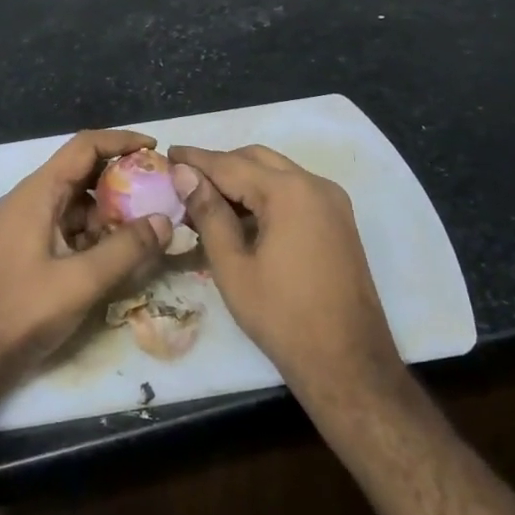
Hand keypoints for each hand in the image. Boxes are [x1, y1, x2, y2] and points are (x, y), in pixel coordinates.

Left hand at [0, 130, 171, 381]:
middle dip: (121, 179)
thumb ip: (126, 249)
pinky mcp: (25, 250)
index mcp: (37, 194)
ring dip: (108, 210)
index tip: (155, 149)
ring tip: (146, 226)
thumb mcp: (81, 281)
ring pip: (74, 204)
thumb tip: (165, 221)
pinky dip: (92, 233)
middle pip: (80, 173)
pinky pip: (65, 228)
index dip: (121, 141)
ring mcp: (24, 226)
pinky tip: (115, 254)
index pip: (84, 147)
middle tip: (158, 192)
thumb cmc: (21, 311)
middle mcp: (29, 201)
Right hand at [169, 144, 407, 407]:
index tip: (167, 152)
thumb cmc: (282, 316)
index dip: (195, 159)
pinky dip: (265, 194)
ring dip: (242, 179)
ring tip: (205, 200)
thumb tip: (184, 173)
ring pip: (277, 173)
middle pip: (257, 159)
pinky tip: (240, 216)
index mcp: (289, 192)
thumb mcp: (233, 266)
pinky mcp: (338, 221)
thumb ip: (208, 213)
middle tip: (183, 180)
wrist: (348, 363)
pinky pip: (295, 192)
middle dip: (219, 165)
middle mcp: (315, 184)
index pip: (230, 164)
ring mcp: (332, 202)